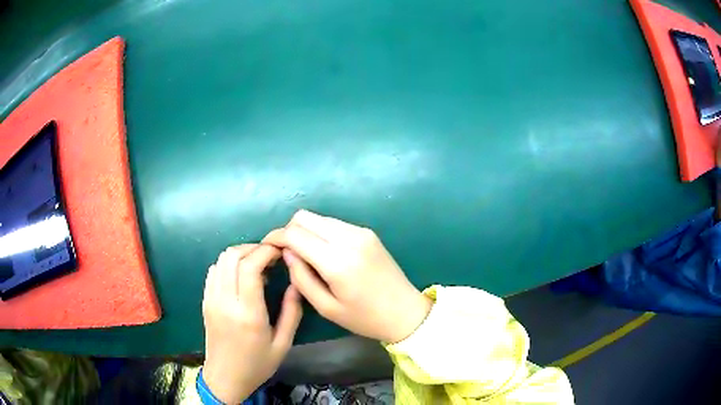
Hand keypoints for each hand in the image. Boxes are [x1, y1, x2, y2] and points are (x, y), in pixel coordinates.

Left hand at [202, 244, 302, 403]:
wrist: (225, 377)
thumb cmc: (257, 364)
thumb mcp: (283, 344)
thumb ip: (292, 312)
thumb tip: (296, 284)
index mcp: (248, 314)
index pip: (249, 267)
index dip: (265, 251)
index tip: (280, 251)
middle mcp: (225, 302)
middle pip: (232, 256)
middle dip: (253, 248)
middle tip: (271, 256)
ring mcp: (211, 300)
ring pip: (221, 260)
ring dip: (240, 254)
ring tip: (258, 265)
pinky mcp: (205, 301)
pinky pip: (214, 271)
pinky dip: (228, 264)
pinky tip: (240, 275)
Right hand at [264, 210, 431, 342]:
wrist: (405, 312)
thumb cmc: (364, 318)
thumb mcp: (326, 307)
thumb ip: (301, 278)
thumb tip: (287, 253)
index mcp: (337, 261)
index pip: (295, 234)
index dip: (276, 237)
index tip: (267, 247)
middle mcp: (349, 238)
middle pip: (305, 217)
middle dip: (289, 230)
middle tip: (285, 252)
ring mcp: (361, 232)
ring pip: (319, 218)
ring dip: (305, 231)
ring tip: (304, 254)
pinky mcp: (368, 232)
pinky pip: (334, 224)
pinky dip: (321, 232)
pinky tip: (324, 253)